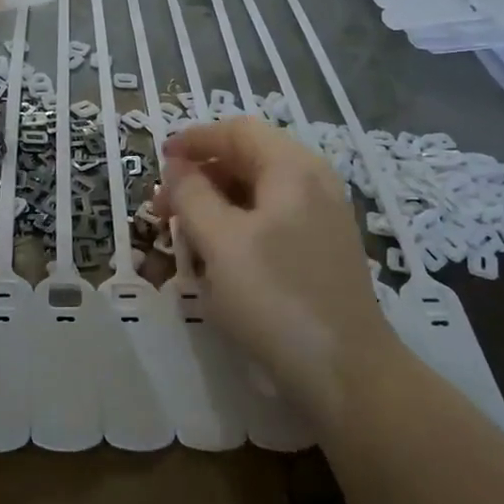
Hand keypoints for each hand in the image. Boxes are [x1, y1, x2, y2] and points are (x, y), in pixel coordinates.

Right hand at [159, 117, 399, 421]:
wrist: (345, 372)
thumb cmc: (275, 297)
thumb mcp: (220, 242)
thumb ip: (192, 195)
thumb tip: (177, 167)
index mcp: (293, 169)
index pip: (238, 131)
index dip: (194, 140)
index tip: (158, 160)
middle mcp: (313, 183)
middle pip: (248, 159)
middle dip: (200, 176)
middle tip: (163, 208)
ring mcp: (321, 218)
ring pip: (258, 193)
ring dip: (215, 204)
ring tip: (183, 235)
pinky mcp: (321, 251)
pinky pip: (271, 221)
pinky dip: (237, 227)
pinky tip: (216, 259)